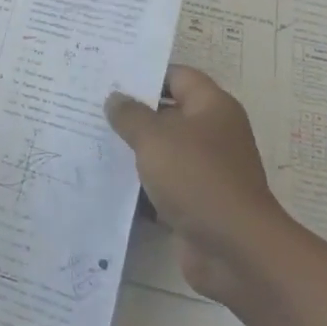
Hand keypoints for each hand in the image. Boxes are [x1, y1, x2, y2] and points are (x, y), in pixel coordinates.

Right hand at [105, 67, 288, 305]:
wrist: (235, 251)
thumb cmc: (197, 178)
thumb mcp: (155, 138)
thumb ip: (130, 115)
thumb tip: (116, 98)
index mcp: (212, 107)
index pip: (177, 76)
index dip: (145, 74)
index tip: (110, 77)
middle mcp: (213, 134)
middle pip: (168, 114)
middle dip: (132, 113)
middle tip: (91, 107)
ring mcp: (207, 170)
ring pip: (163, 151)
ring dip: (134, 150)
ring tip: (91, 140)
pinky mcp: (197, 202)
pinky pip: (163, 184)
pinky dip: (141, 184)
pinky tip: (107, 180)